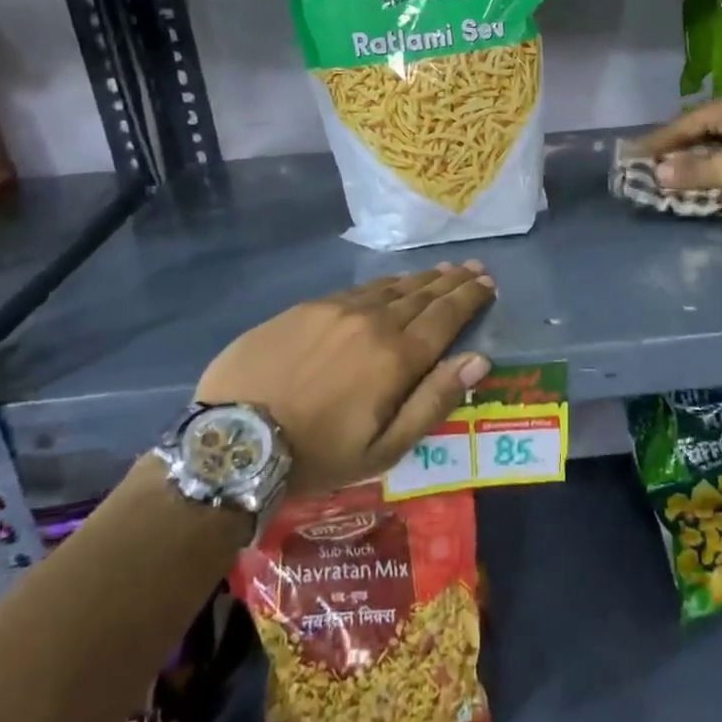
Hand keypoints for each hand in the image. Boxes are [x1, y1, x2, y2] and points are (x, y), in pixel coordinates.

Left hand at [195, 262, 496, 497]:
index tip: (488, 282)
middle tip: (473, 267)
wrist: (233, 441)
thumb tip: (480, 360)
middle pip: (422, 295)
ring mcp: (336, 309)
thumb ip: (434, 400)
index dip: (470, 297)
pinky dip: (383, 284)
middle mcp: (372, 322)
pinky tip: (389, 284)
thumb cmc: (318, 454)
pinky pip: (356, 289)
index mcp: (397, 357)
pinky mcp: (306, 308)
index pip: (445, 316)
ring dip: (420, 279)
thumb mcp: (384, 448)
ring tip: (441, 270)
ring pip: (390, 287)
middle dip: (452, 280)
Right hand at [638, 95, 721, 209]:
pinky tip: (710, 175)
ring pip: (720, 141)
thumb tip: (658, 172)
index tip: (635, 152)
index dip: (659, 140)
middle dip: (678, 147)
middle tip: (652, 161)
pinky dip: (718, 163)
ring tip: (676, 170)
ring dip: (698, 157)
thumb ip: (693, 171)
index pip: (686, 123)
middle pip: (703, 129)